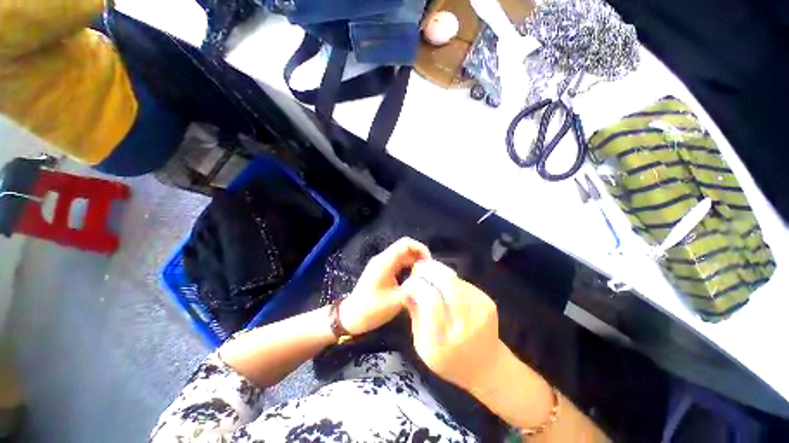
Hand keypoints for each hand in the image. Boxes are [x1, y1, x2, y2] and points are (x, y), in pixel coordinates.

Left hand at [338, 237, 430, 334]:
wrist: (350, 317)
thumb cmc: (371, 310)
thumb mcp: (395, 301)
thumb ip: (413, 289)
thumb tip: (428, 282)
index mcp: (385, 262)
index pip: (406, 244)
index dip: (420, 249)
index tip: (430, 263)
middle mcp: (383, 259)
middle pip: (405, 249)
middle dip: (419, 257)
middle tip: (430, 272)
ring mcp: (382, 265)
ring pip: (403, 256)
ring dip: (415, 263)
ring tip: (425, 277)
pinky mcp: (382, 271)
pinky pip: (399, 264)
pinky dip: (408, 268)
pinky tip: (415, 281)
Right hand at [401, 261, 502, 391]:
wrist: (487, 367)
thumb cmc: (448, 360)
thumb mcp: (422, 346)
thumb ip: (415, 315)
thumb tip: (408, 289)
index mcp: (443, 342)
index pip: (431, 299)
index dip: (417, 285)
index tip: (408, 284)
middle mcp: (465, 325)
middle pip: (447, 284)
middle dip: (429, 271)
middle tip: (418, 268)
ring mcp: (481, 311)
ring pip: (455, 279)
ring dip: (438, 272)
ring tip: (429, 273)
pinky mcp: (488, 302)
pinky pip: (463, 282)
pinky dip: (450, 279)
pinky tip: (445, 286)